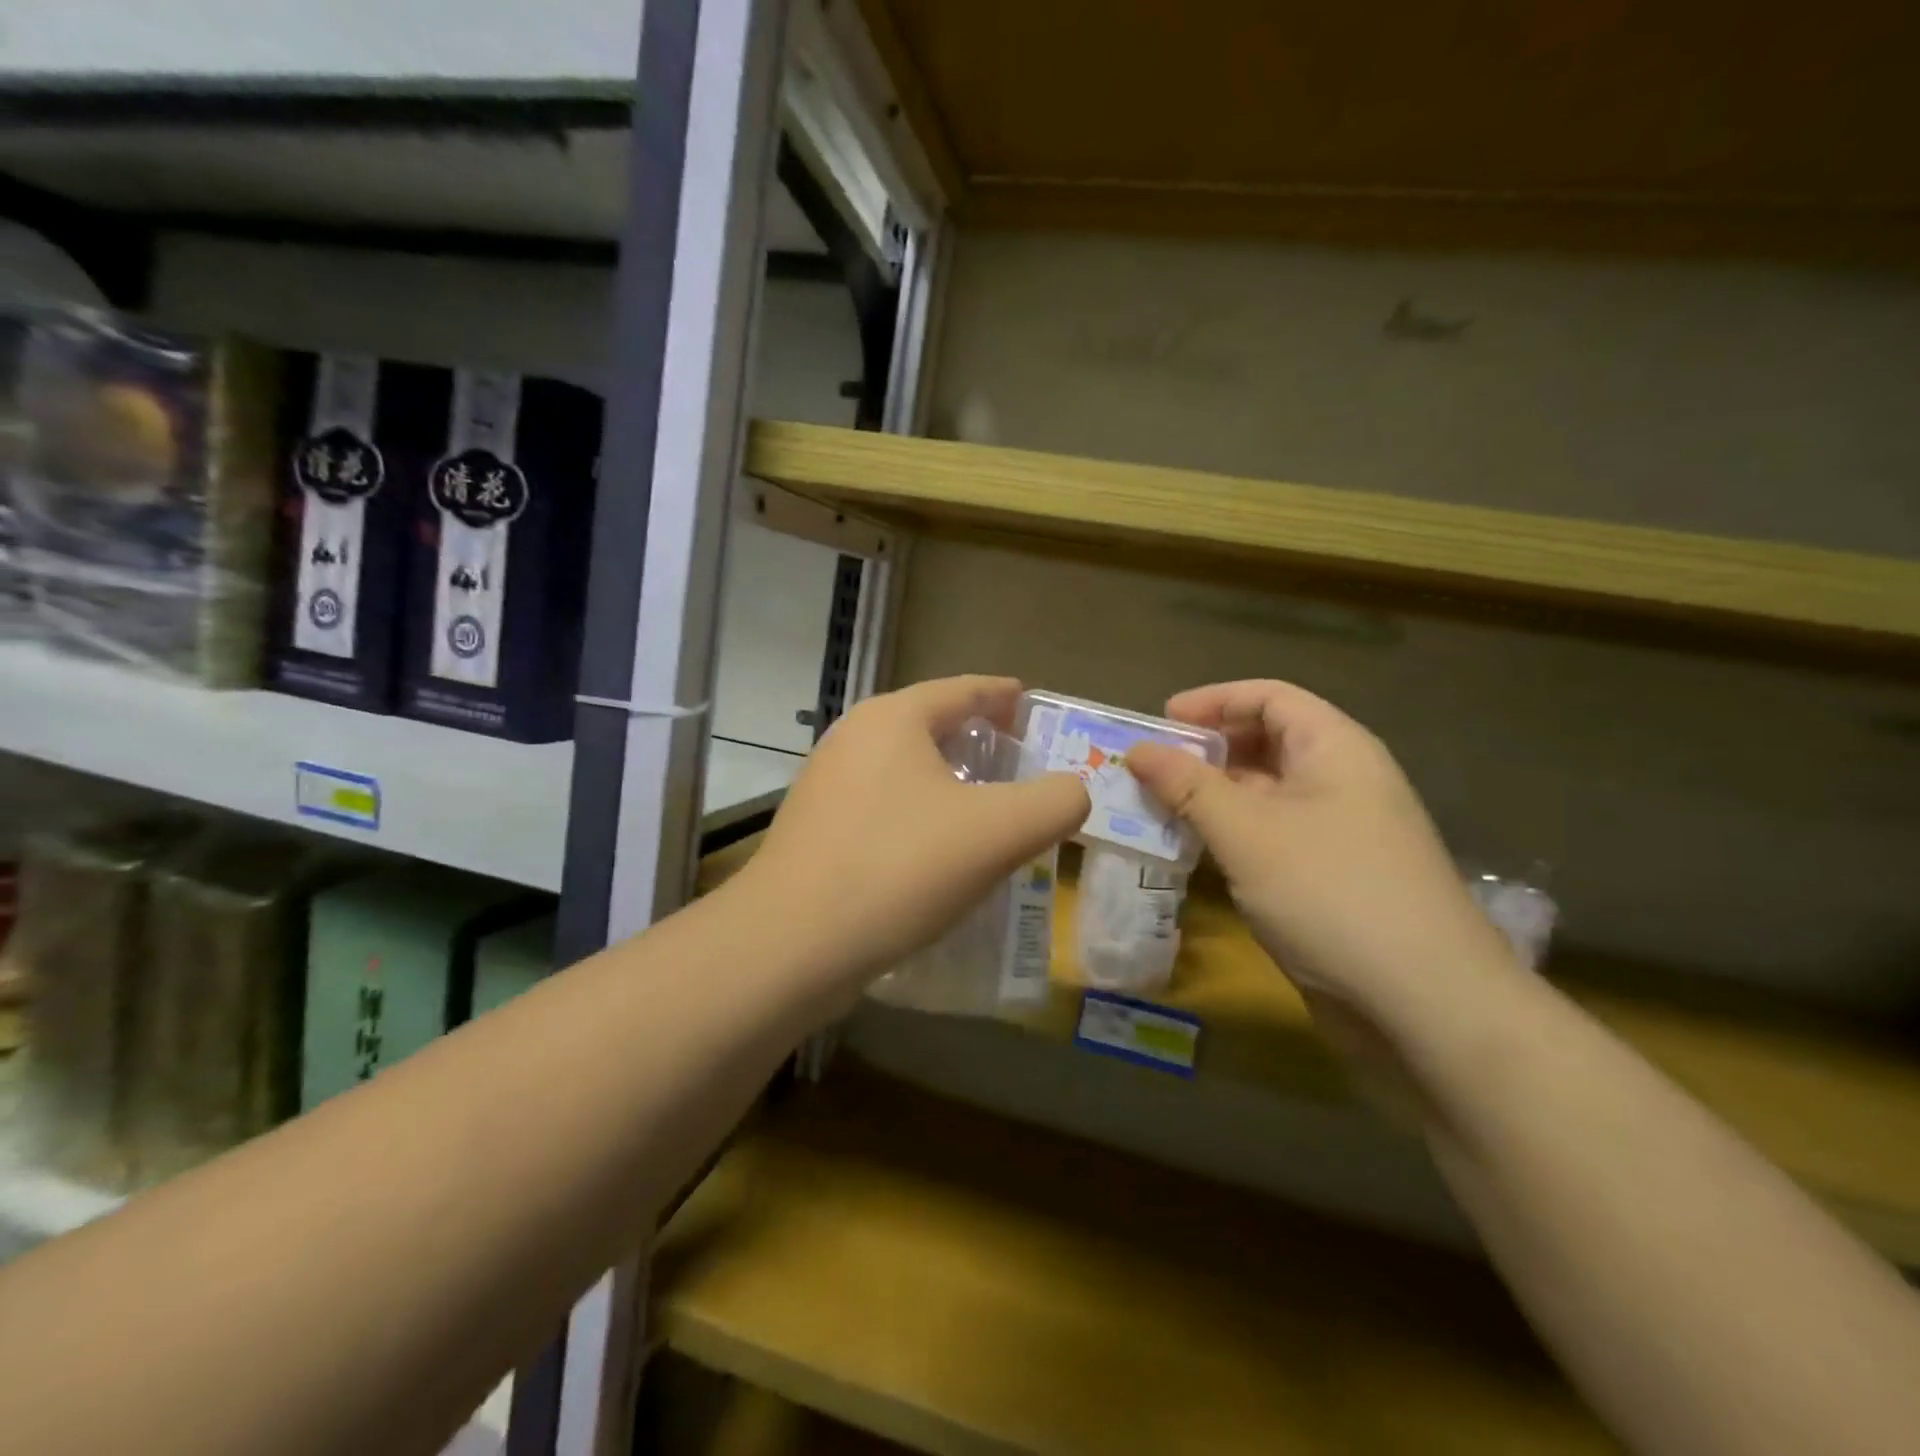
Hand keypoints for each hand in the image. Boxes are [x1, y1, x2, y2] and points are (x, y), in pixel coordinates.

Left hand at [735, 676, 1088, 1002]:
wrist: (791, 944)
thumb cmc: (900, 869)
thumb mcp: (999, 832)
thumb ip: (1055, 802)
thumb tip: (1073, 792)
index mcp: (894, 719)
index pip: (962, 689)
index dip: (1003, 695)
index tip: (1031, 706)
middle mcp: (853, 738)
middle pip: (930, 725)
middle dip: (976, 739)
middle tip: (1019, 764)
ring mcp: (825, 784)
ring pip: (903, 769)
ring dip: (946, 782)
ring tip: (984, 810)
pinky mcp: (813, 829)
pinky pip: (881, 806)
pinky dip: (917, 815)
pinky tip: (935, 852)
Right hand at [1126, 680, 1511, 1014]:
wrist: (1424, 1004)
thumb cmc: (1331, 894)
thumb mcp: (1247, 832)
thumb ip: (1188, 787)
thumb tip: (1137, 751)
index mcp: (1334, 749)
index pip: (1269, 697)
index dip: (1213, 701)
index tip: (1160, 721)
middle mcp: (1340, 780)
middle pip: (1266, 742)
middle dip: (1206, 750)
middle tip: (1149, 769)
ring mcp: (1338, 832)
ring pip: (1264, 794)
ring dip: (1211, 796)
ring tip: (1156, 809)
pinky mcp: (1329, 877)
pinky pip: (1269, 836)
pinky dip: (1229, 834)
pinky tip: (1192, 851)